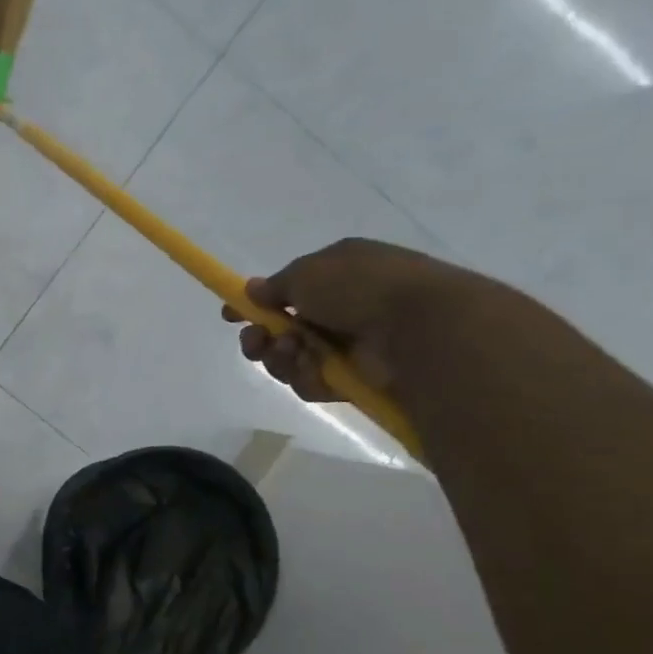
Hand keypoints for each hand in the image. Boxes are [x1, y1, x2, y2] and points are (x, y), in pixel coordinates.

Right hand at [221, 239, 490, 401]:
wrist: (420, 328)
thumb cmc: (362, 287)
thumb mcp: (308, 272)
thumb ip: (275, 285)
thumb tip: (253, 291)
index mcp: (339, 272)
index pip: (289, 289)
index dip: (256, 303)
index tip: (231, 315)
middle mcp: (343, 308)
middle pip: (283, 329)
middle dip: (261, 337)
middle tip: (256, 341)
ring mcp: (351, 346)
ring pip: (293, 358)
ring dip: (281, 357)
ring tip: (291, 351)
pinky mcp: (356, 380)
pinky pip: (313, 382)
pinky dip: (307, 377)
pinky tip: (315, 369)